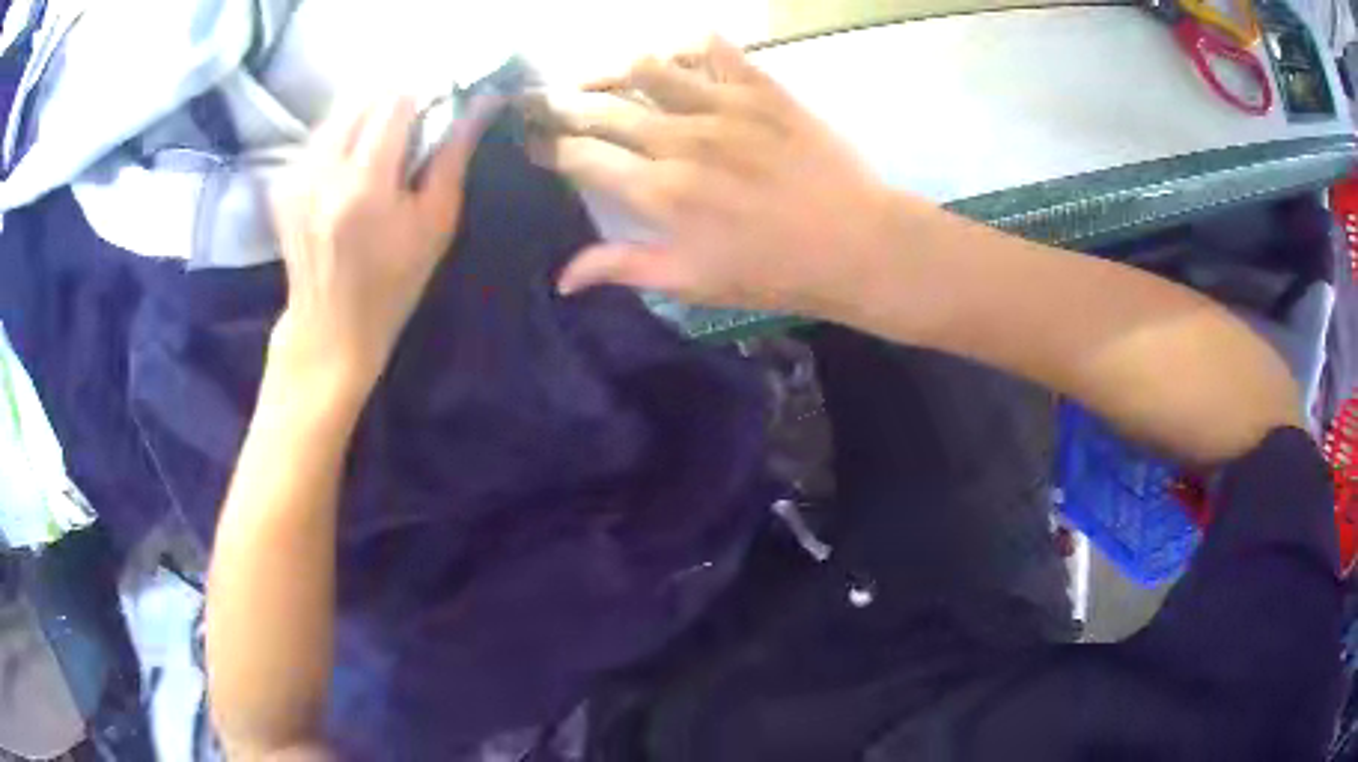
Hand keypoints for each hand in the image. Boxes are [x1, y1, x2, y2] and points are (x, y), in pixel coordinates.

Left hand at [269, 95, 497, 395]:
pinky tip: (350, 168)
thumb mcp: (435, 224)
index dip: (421, 96)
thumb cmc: (392, 284)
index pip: (395, 102)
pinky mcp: (282, 184)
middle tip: (411, 127)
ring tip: (381, 147)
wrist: (329, 327)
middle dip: (391, 103)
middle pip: (362, 100)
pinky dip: (340, 139)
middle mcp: (323, 171)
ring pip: (337, 114)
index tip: (437, 107)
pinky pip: (318, 139)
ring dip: (364, 118)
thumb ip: (452, 157)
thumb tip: (478, 104)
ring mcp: (296, 177)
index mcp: (364, 184)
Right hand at [524, 37, 904, 316]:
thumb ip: (622, 267)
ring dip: (611, 67)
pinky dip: (688, 45)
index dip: (545, 145)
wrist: (857, 244)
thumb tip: (561, 277)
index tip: (529, 140)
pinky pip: (715, 49)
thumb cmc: (774, 272)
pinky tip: (675, 56)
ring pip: (647, 67)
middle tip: (539, 99)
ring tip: (598, 75)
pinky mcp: (762, 90)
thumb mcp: (692, 282)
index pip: (579, 155)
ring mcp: (723, 107)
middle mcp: (680, 139)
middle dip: (559, 101)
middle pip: (601, 106)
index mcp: (658, 192)